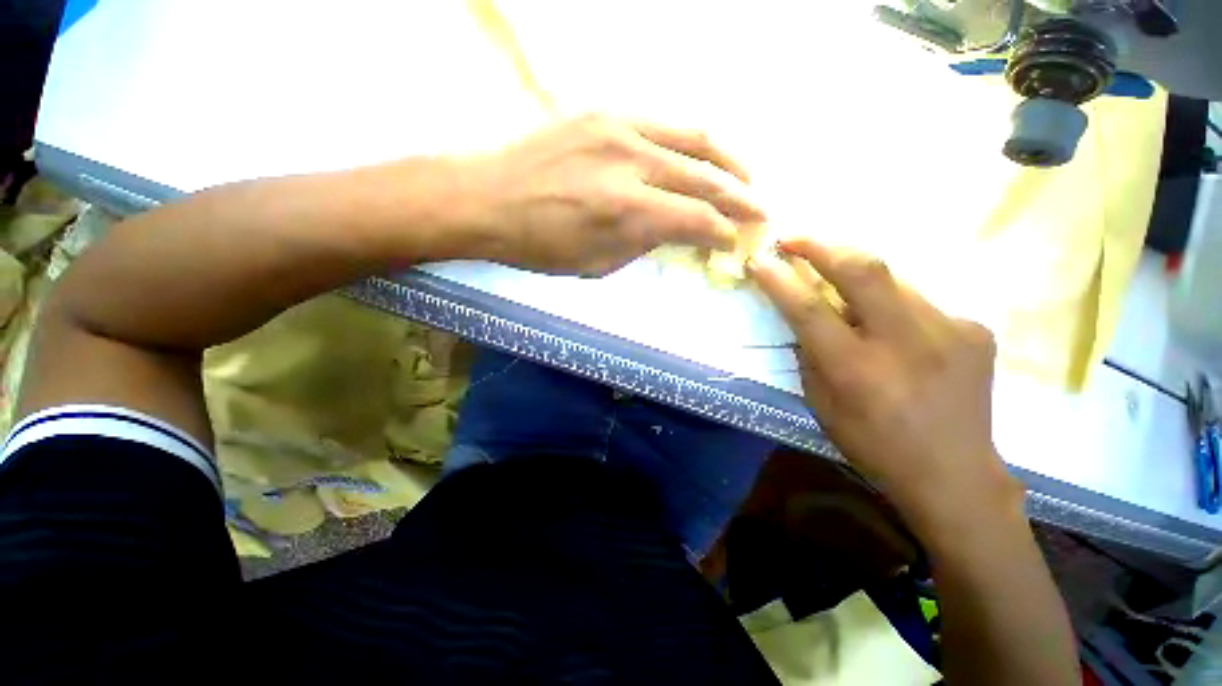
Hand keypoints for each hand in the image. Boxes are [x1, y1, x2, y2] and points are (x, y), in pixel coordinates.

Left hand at [452, 114, 764, 275]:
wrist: (488, 198)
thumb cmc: (540, 245)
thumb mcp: (597, 263)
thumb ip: (643, 244)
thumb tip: (673, 231)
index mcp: (627, 211)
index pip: (695, 219)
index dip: (722, 233)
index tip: (735, 242)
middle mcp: (631, 162)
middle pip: (703, 176)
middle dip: (739, 196)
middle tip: (761, 209)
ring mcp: (618, 128)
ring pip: (692, 137)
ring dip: (726, 159)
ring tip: (746, 176)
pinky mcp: (604, 113)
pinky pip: (661, 124)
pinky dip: (690, 142)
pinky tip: (700, 155)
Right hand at [748, 238, 1020, 536]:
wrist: (955, 474)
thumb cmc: (874, 446)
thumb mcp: (822, 405)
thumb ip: (809, 356)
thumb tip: (803, 319)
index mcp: (857, 370)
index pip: (808, 309)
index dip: (779, 280)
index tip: (759, 259)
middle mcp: (905, 342)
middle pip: (861, 269)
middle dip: (820, 245)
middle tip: (794, 238)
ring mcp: (948, 330)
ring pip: (892, 279)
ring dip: (856, 276)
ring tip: (839, 286)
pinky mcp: (973, 329)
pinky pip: (919, 301)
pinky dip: (893, 305)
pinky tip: (893, 329)